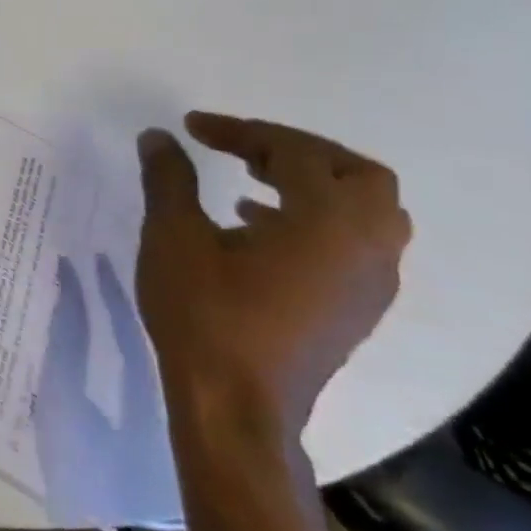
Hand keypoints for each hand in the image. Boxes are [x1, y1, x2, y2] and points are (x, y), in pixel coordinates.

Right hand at [136, 114, 411, 445]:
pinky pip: (357, 243)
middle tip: (241, 148)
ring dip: (313, 186)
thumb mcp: (174, 237)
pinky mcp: (358, 308)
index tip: (191, 126)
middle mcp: (368, 245)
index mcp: (328, 221)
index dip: (240, 131)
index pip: (293, 152)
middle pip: (356, 173)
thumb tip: (160, 137)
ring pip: (367, 211)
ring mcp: (371, 282)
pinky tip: (259, 230)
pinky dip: (317, 220)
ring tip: (251, 185)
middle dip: (297, 151)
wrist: (236, 404)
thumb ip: (170, 179)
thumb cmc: (205, 313)